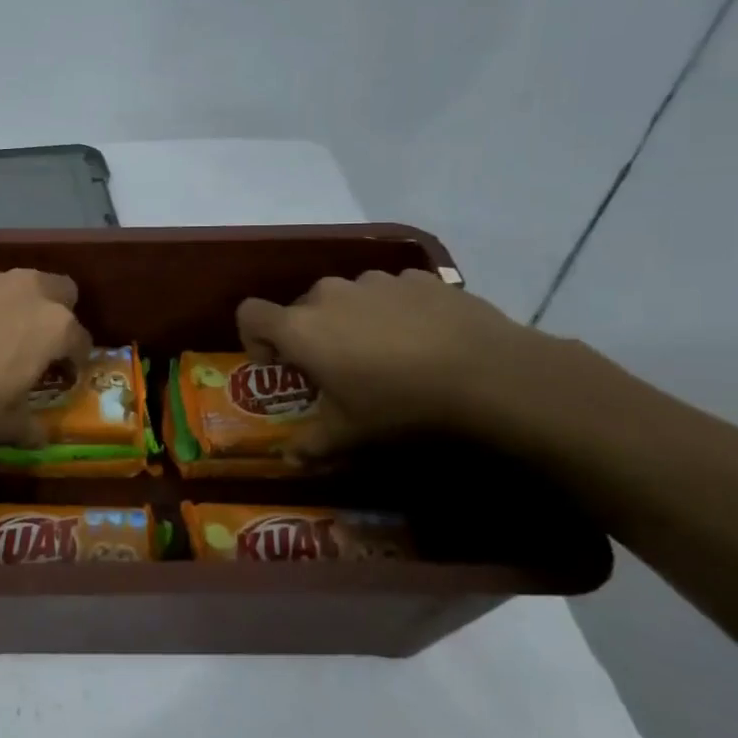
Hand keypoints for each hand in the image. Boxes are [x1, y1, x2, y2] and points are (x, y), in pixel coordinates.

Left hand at [0, 259, 90, 442]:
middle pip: (57, 289)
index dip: (75, 357)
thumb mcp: (3, 424)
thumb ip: (29, 427)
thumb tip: (40, 437)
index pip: (80, 339)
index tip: (64, 371)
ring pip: (6, 281)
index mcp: (52, 326)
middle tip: (31, 339)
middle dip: (52, 310)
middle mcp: (25, 288)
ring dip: (2, 301)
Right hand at [235, 269, 563, 456]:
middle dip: (309, 335)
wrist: (488, 373)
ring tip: (384, 352)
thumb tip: (290, 460)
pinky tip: (420, 338)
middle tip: (337, 368)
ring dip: (350, 320)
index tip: (280, 364)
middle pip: (300, 308)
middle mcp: (328, 294)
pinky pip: (387, 292)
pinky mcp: (415, 277)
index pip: (250, 314)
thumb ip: (312, 445)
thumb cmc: (400, 404)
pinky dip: (391, 311)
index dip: (254, 338)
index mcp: (301, 328)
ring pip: (346, 297)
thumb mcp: (350, 434)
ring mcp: (374, 281)